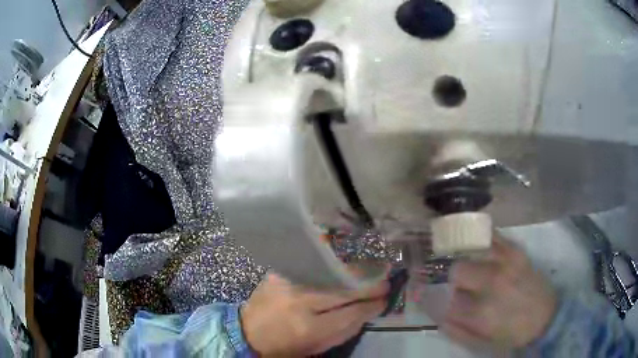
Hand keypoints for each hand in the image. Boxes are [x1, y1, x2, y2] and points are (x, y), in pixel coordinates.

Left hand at [241, 273, 388, 356]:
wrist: (248, 332)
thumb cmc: (286, 345)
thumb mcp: (318, 346)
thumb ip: (347, 329)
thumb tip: (371, 309)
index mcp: (308, 328)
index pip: (350, 312)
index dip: (371, 305)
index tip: (385, 299)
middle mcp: (299, 301)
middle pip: (343, 289)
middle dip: (369, 285)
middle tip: (386, 281)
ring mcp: (288, 282)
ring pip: (331, 274)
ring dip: (355, 273)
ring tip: (373, 271)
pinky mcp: (280, 272)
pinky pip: (314, 267)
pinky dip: (333, 268)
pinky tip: (346, 267)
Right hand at [443, 237, 557, 349]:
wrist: (546, 318)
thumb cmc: (512, 335)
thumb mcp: (481, 343)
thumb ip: (456, 330)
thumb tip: (438, 315)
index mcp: (481, 311)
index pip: (445, 299)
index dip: (434, 298)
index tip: (431, 297)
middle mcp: (492, 282)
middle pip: (457, 269)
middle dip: (451, 279)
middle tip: (456, 285)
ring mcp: (506, 262)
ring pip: (472, 250)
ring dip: (463, 258)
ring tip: (464, 264)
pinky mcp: (516, 252)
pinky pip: (493, 236)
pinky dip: (481, 238)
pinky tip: (476, 243)